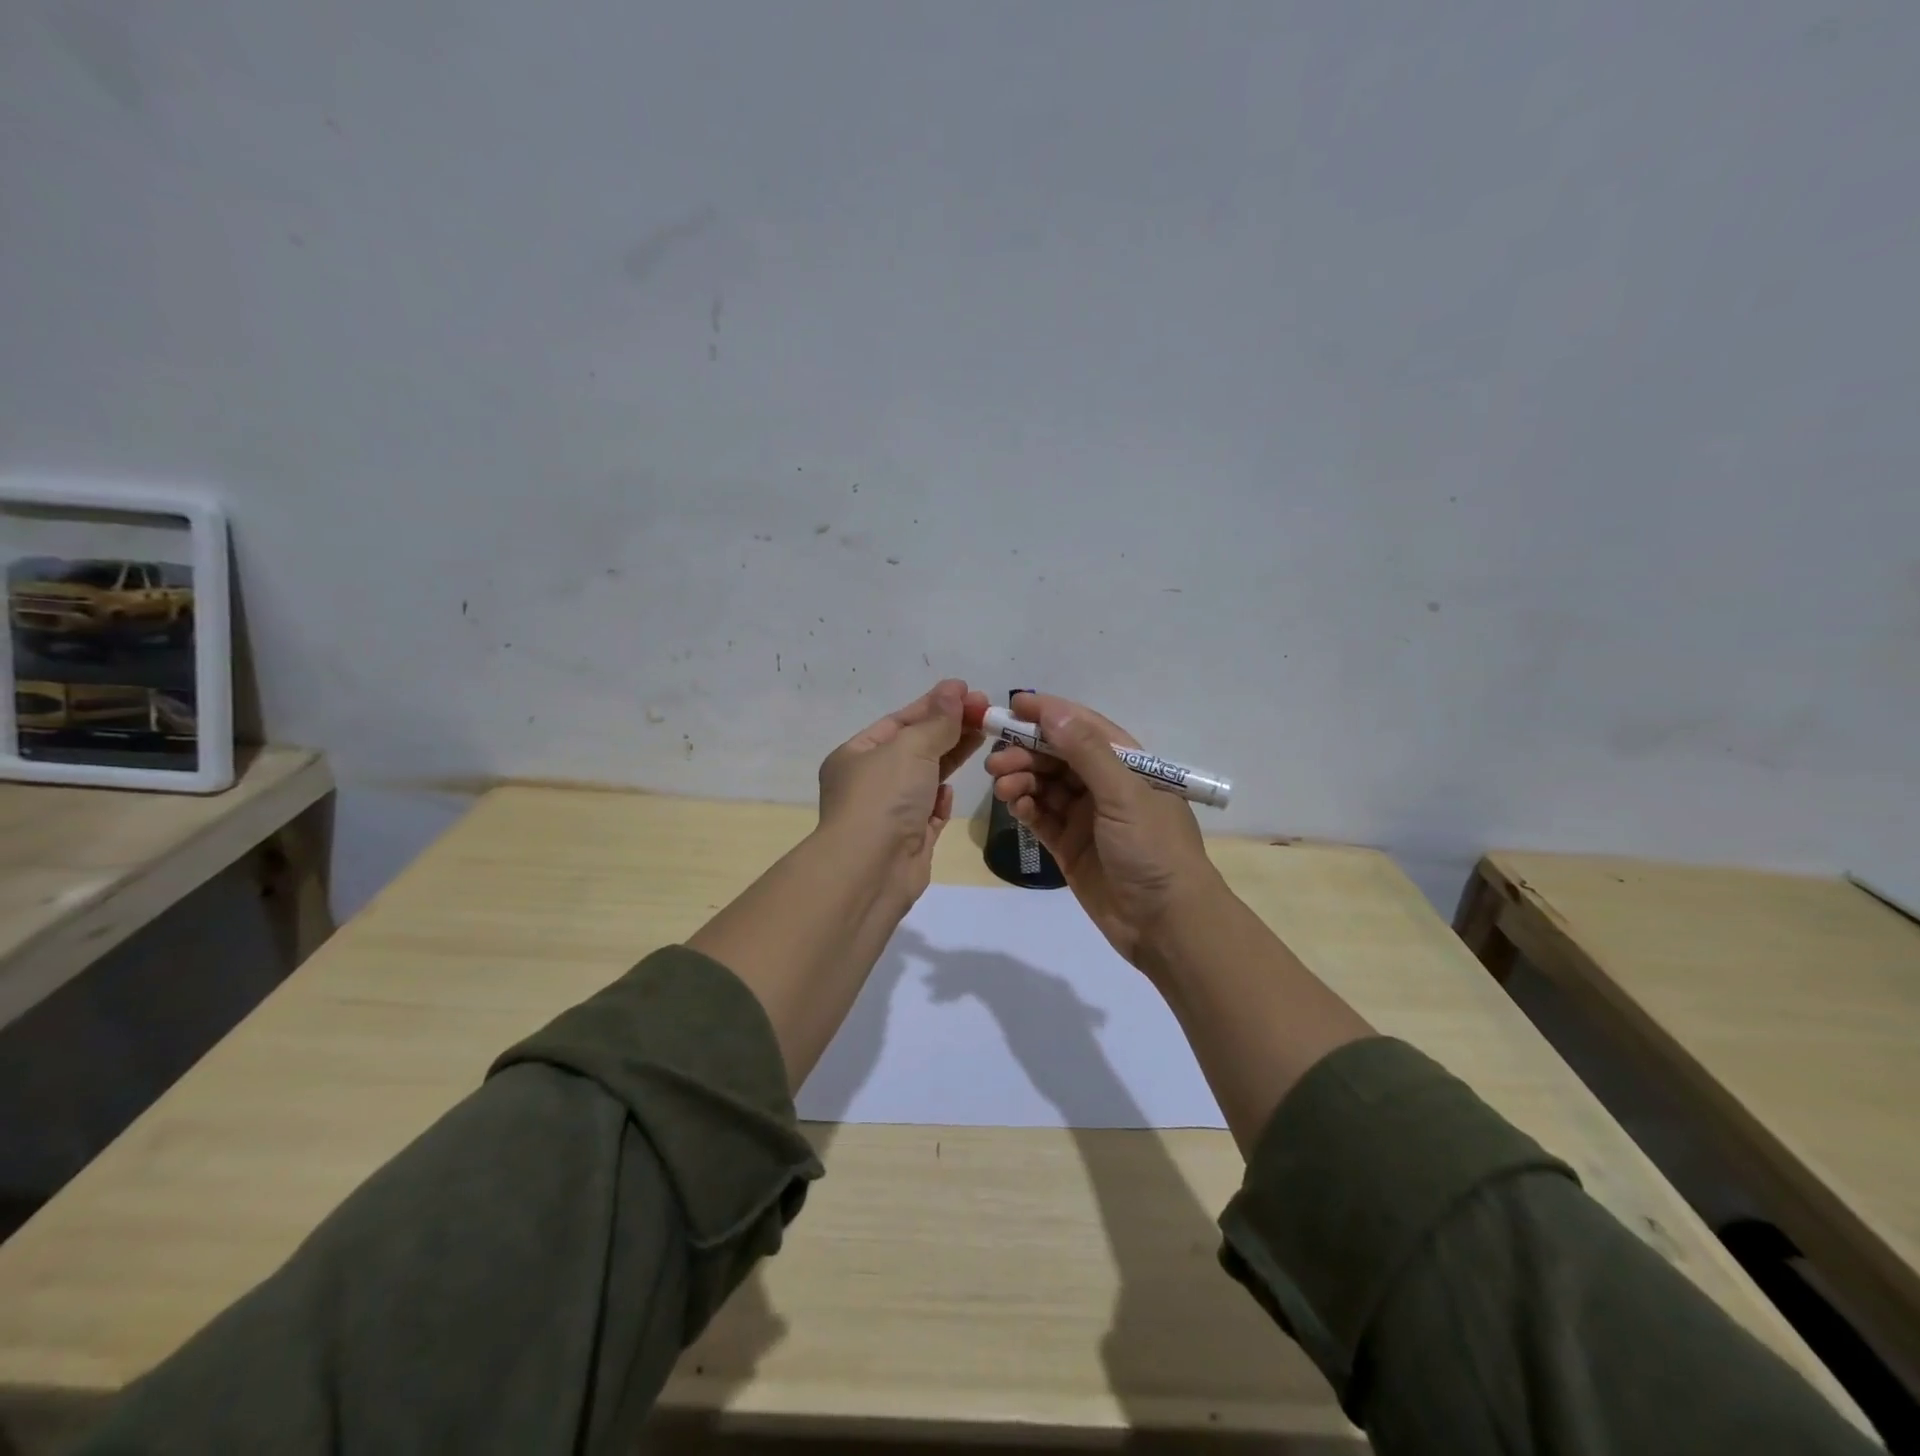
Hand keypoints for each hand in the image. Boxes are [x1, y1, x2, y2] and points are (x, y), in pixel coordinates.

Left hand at [816, 679, 989, 905]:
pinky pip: (928, 812)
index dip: (935, 704)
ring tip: (985, 736)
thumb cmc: (884, 797)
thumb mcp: (911, 747)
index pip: (900, 721)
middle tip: (988, 711)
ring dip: (952, 758)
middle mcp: (869, 782)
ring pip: (926, 778)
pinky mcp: (909, 840)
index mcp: (856, 755)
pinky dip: (940, 800)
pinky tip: (950, 791)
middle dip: (950, 729)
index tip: (968, 691)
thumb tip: (954, 689)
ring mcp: (889, 813)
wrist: (871, 870)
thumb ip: (937, 721)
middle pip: (916, 748)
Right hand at [984, 692, 1219, 971]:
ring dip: (1021, 779)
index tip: (1013, 705)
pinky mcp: (1070, 846)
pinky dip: (1025, 807)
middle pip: (1058, 756)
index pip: (1084, 727)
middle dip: (1027, 751)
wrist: (1166, 924)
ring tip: (1001, 785)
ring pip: (1045, 786)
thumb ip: (1086, 752)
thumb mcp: (1124, 794)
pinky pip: (1041, 817)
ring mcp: (1086, 817)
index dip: (1049, 714)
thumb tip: (1052, 711)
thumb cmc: (1154, 849)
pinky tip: (1013, 804)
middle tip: (996, 759)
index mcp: (1128, 765)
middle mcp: (1106, 786)